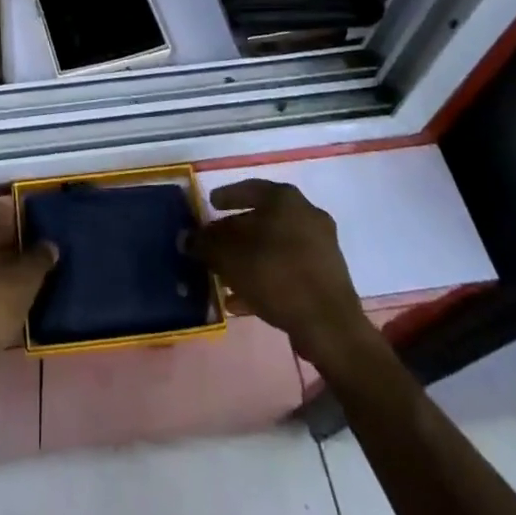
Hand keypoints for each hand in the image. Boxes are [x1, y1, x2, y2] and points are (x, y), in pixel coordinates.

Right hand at [188, 180, 372, 367]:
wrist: (330, 326)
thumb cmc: (276, 276)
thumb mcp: (230, 258)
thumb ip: (205, 244)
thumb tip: (186, 239)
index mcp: (286, 200)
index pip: (250, 188)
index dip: (226, 196)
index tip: (210, 204)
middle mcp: (307, 215)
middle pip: (262, 219)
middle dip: (235, 234)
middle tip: (214, 244)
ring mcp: (321, 246)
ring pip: (274, 246)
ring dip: (248, 259)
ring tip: (223, 276)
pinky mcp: (326, 276)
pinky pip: (288, 269)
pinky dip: (265, 277)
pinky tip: (242, 299)